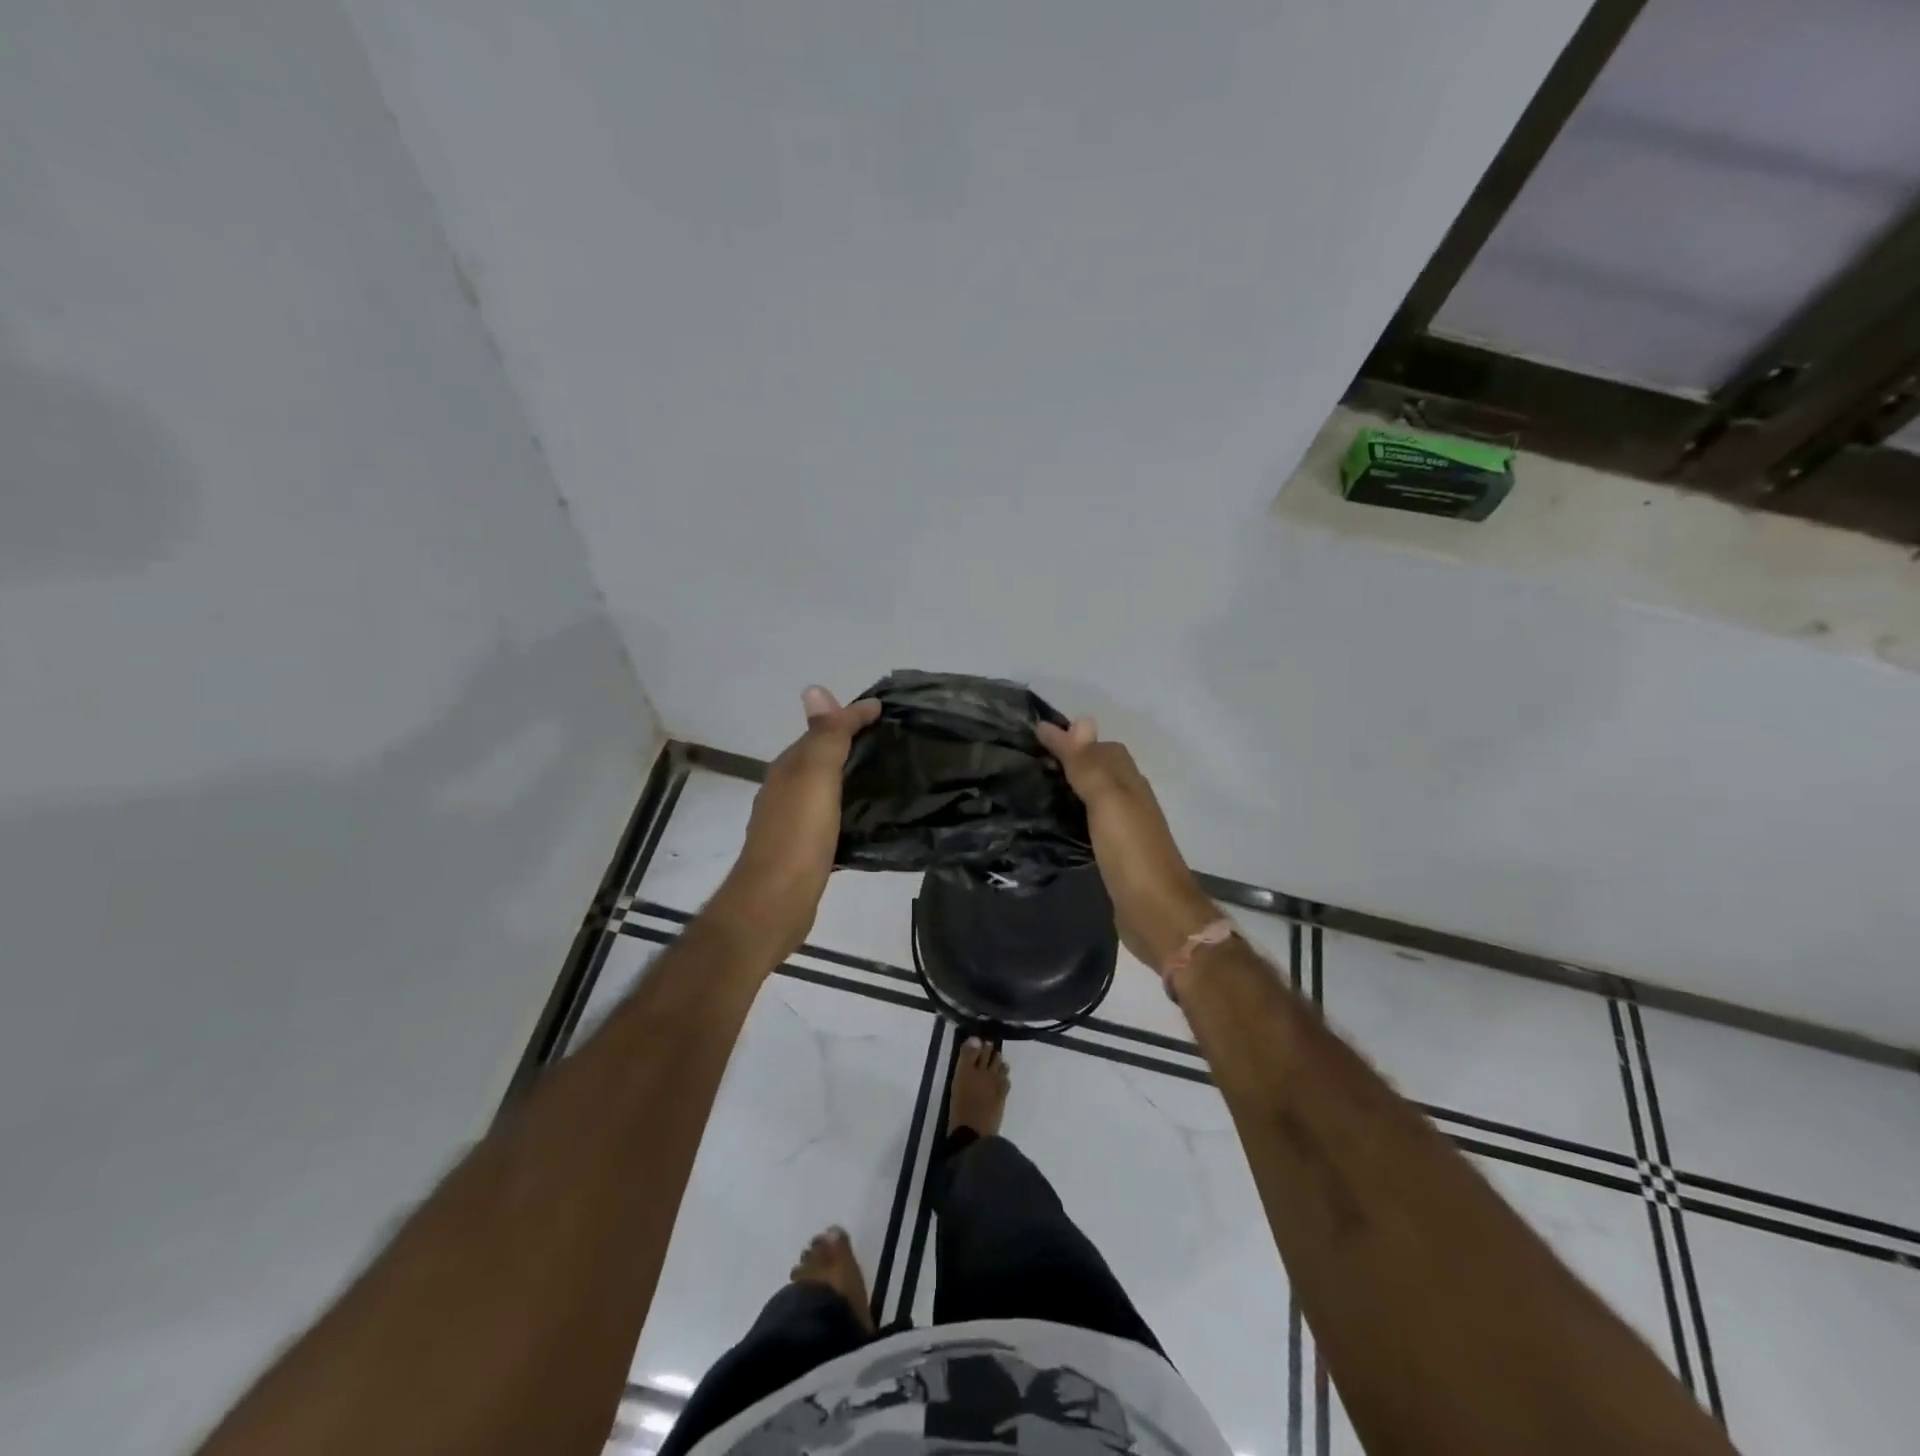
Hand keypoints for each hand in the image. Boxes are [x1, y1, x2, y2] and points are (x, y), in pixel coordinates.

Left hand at [710, 686, 880, 957]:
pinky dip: (848, 806)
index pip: (822, 730)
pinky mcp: (804, 849)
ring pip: (825, 787)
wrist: (775, 902)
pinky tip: (868, 817)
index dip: (851, 716)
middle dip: (851, 743)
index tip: (886, 709)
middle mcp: (786, 789)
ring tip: (887, 775)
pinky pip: (830, 816)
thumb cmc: (798, 835)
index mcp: (789, 768)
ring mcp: (792, 821)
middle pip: (821, 757)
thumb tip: (816, 689)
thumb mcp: (815, 777)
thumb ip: (823, 737)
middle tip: (892, 740)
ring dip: (850, 776)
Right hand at [1037, 717, 1218, 973]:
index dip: (1071, 738)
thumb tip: (1079, 719)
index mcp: (1129, 784)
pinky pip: (1088, 824)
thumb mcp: (1108, 802)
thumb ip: (1091, 765)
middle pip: (1099, 771)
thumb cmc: (1132, 853)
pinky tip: (1050, 824)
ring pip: (1092, 798)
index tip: (1032, 734)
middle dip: (1068, 760)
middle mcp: (1128, 802)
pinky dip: (1070, 816)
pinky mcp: (1112, 857)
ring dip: (1068, 788)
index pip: (1101, 748)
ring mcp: (1122, 831)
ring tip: (1030, 786)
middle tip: (1026, 759)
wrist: (1156, 914)